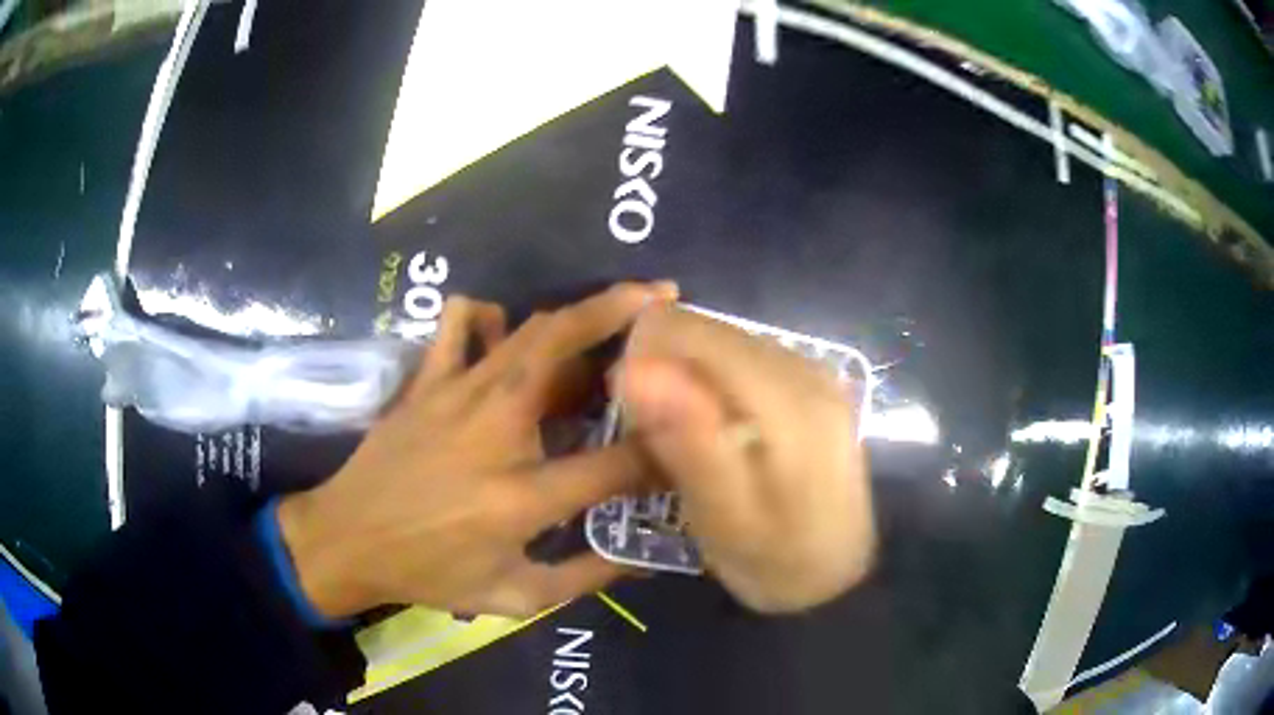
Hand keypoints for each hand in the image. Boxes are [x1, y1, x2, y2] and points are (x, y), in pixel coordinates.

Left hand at [278, 282, 676, 618]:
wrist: (347, 540)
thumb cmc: (429, 574)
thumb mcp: (513, 597)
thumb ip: (586, 578)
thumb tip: (645, 560)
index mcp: (522, 496)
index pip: (616, 462)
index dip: (664, 448)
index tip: (690, 435)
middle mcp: (495, 430)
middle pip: (567, 350)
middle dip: (625, 315)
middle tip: (665, 299)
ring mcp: (455, 395)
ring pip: (525, 327)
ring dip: (575, 311)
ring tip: (610, 310)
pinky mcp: (426, 381)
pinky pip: (460, 324)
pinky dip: (489, 315)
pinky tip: (504, 334)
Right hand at [617, 306, 874, 612]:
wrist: (839, 578)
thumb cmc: (776, 560)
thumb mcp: (724, 519)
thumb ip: (687, 442)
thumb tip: (634, 368)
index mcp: (787, 399)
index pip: (691, 332)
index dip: (642, 356)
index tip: (627, 413)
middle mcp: (806, 368)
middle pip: (709, 330)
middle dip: (664, 367)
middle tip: (651, 436)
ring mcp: (814, 372)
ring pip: (724, 341)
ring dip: (686, 376)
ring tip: (679, 439)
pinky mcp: (812, 384)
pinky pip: (744, 359)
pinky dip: (712, 383)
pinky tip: (712, 431)